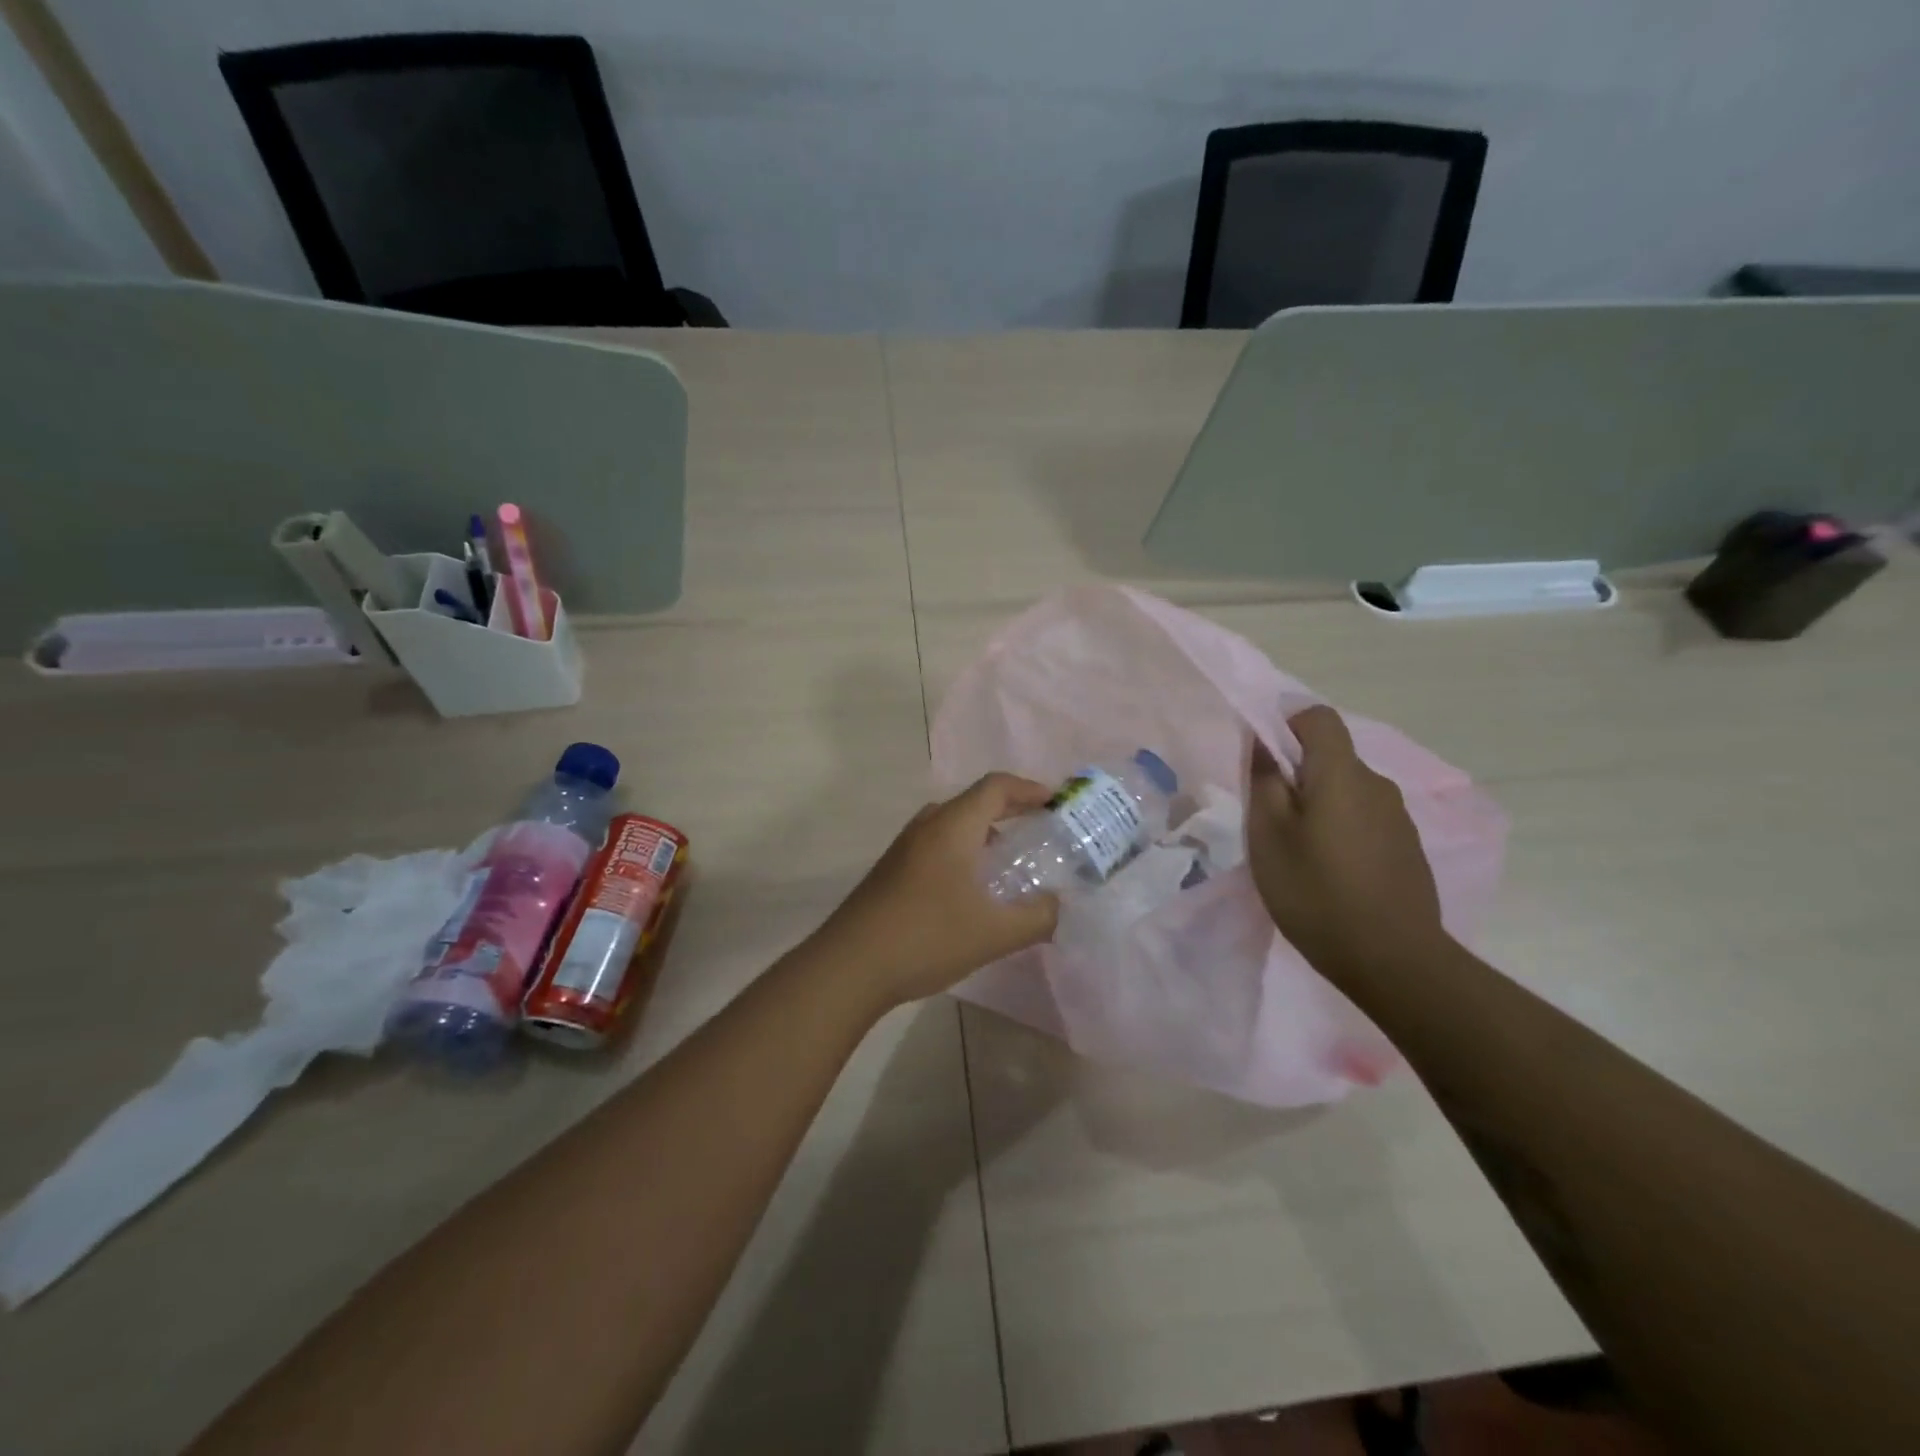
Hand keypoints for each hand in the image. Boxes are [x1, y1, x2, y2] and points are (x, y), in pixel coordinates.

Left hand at [811, 773, 1060, 1008]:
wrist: (849, 966)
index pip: (995, 787)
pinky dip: (963, 852)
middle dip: (1010, 810)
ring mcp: (904, 849)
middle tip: (1039, 829)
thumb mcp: (994, 933)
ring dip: (984, 833)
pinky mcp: (891, 871)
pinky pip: (936, 845)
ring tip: (1009, 860)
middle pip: (973, 802)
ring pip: (952, 825)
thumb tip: (1056, 907)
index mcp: (952, 827)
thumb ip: (1036, 918)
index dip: (1029, 789)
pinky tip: (972, 890)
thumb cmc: (925, 938)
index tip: (1055, 803)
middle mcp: (926, 827)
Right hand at [1246, 705, 1448, 977]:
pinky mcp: (1407, 847)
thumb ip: (1264, 782)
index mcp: (1342, 774)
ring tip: (1299, 852)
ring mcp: (1399, 818)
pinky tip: (1331, 873)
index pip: (1318, 717)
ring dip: (1320, 805)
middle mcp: (1377, 784)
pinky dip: (1342, 829)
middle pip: (1332, 757)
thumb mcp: (1269, 837)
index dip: (1286, 725)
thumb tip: (1263, 744)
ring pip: (1348, 790)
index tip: (1263, 760)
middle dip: (1297, 774)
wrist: (1394, 961)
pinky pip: (1366, 818)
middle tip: (1270, 819)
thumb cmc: (1317, 893)